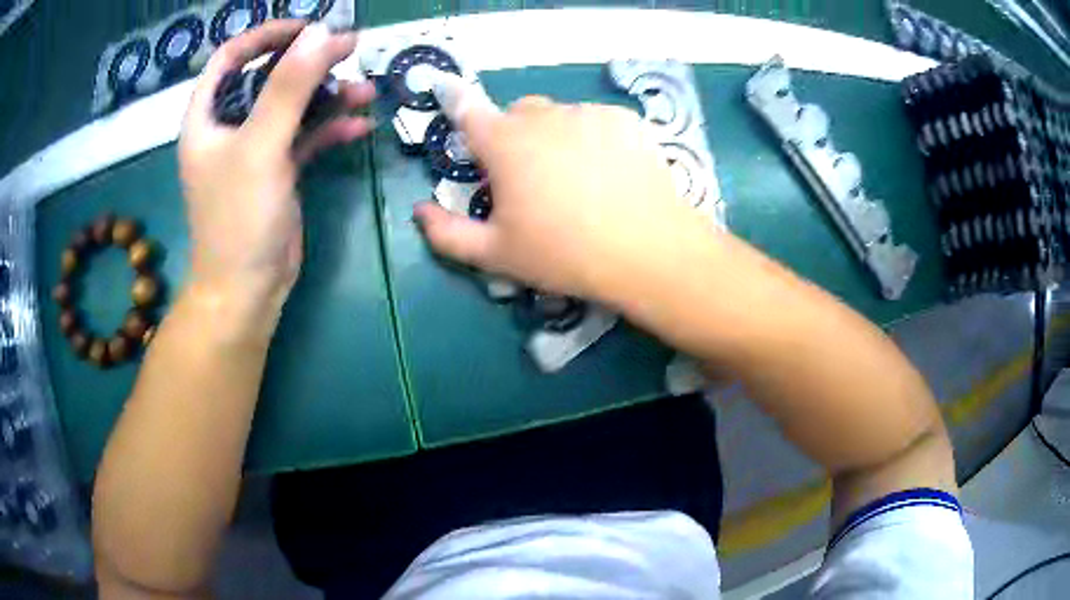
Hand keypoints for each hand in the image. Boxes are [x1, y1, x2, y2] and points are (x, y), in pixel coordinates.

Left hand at [178, 21, 374, 318]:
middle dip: (308, 62)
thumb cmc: (237, 218)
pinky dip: (331, 128)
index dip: (268, 36)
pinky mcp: (279, 169)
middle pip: (269, 76)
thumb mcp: (260, 146)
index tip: (309, 28)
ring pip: (293, 105)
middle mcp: (229, 126)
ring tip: (366, 91)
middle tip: (349, 50)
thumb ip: (289, 86)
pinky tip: (359, 125)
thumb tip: (322, 32)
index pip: (232, 57)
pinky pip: (306, 136)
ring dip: (329, 95)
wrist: (247, 289)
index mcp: (207, 116)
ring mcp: (255, 147)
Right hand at [414, 97, 707, 303]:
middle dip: (512, 138)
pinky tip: (608, 172)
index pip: (467, 109)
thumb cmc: (564, 254)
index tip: (451, 96)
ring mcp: (588, 113)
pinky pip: (595, 121)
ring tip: (576, 181)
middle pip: (516, 115)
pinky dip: (592, 138)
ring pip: (558, 116)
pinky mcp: (624, 120)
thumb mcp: (497, 254)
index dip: (456, 101)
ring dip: (554, 137)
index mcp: (505, 143)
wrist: (648, 251)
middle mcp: (544, 116)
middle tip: (529, 181)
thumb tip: (420, 211)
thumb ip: (447, 234)